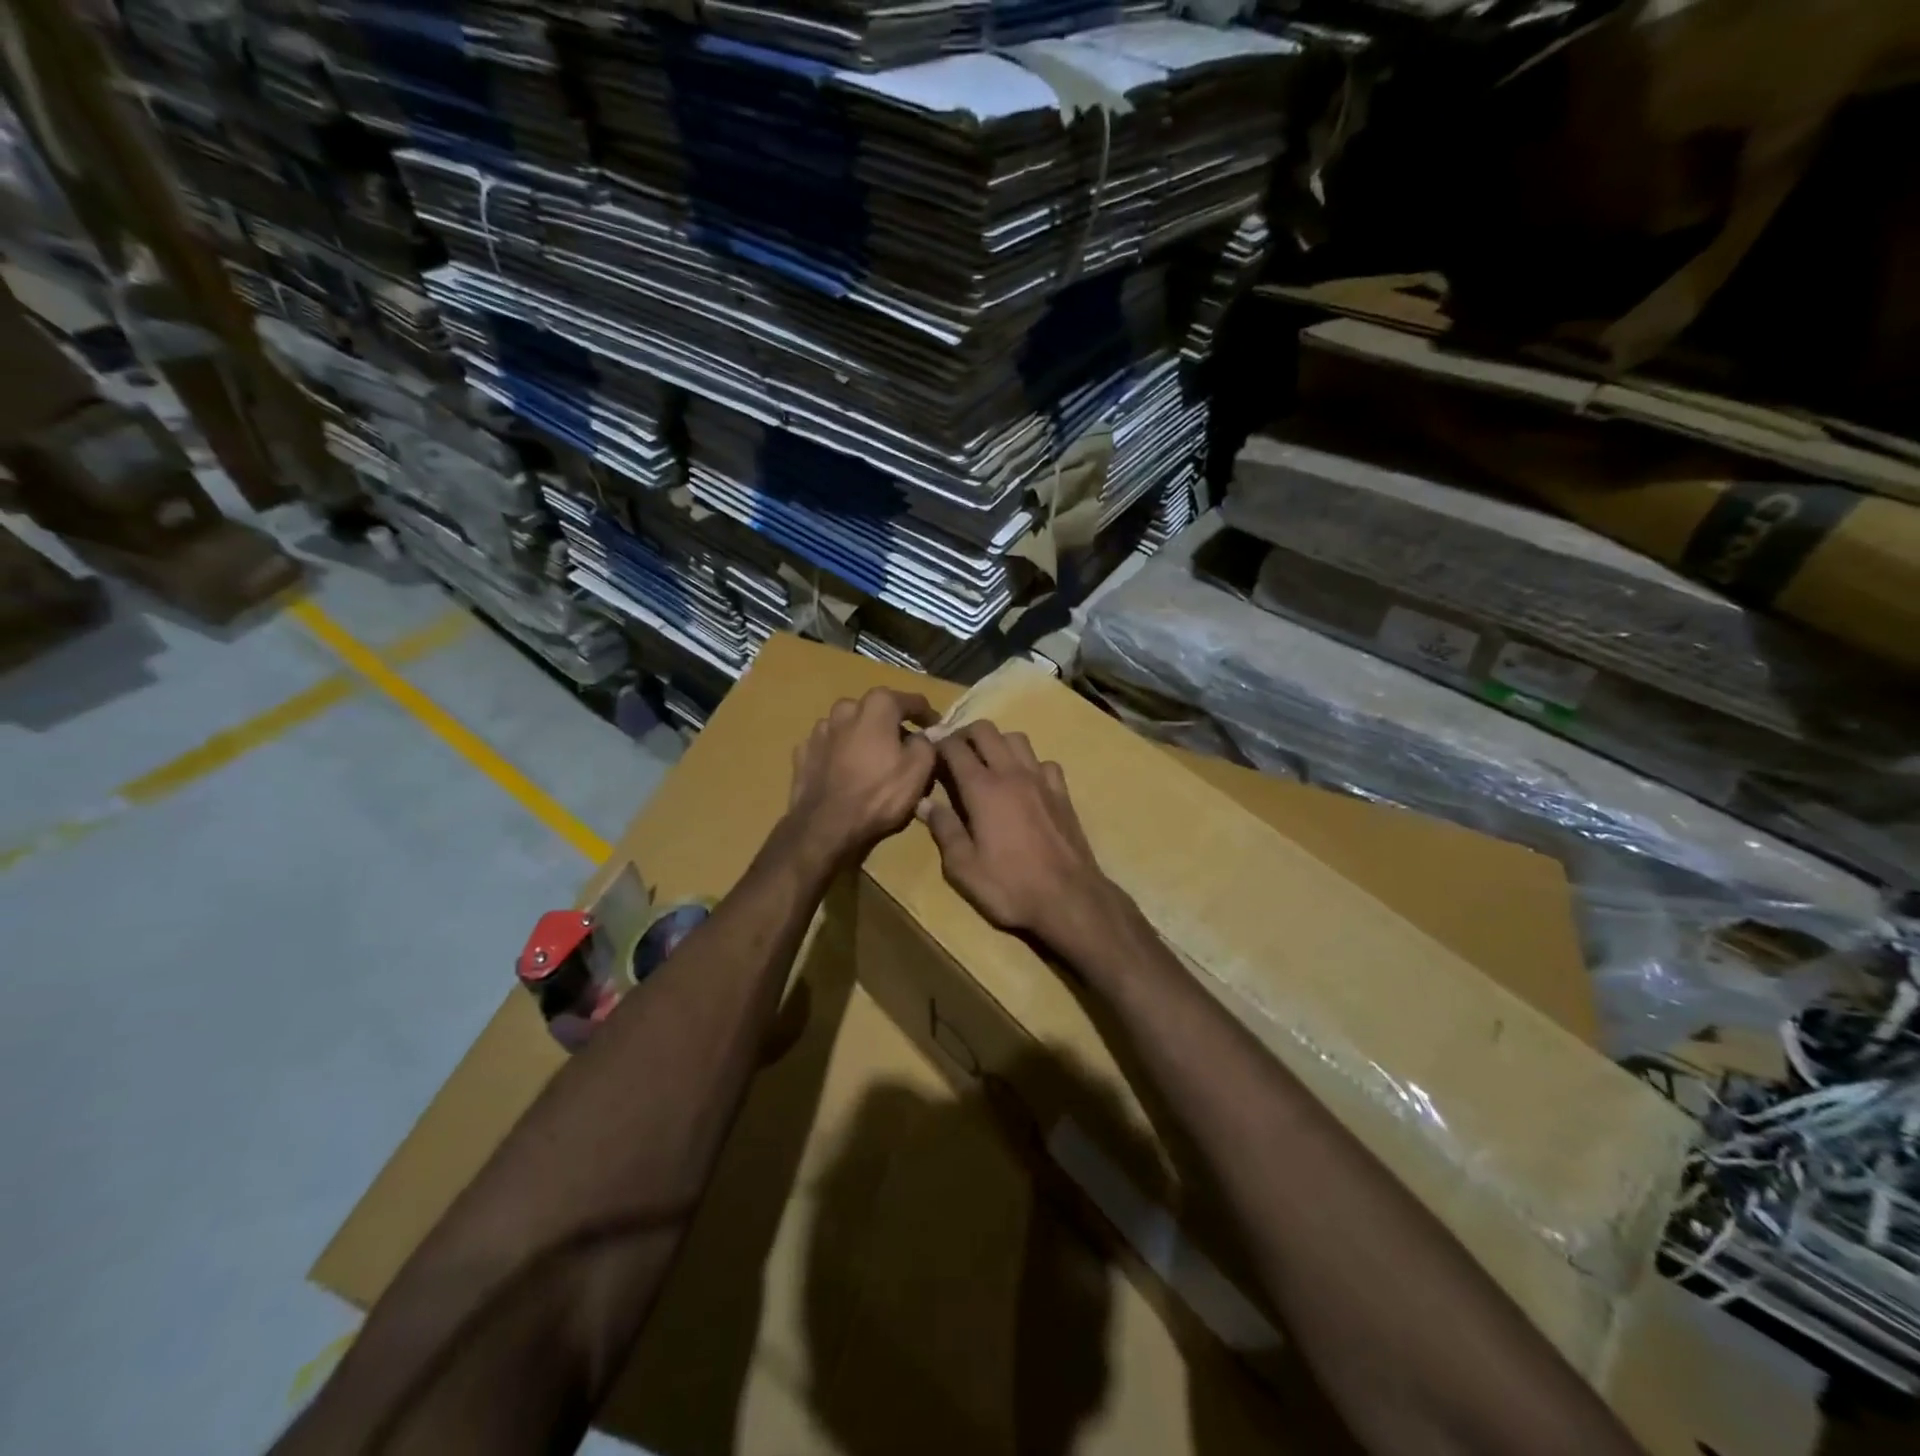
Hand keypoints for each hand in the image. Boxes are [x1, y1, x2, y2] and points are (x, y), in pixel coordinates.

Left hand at [785, 688, 938, 866]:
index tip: (937, 729)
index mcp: (877, 706)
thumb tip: (924, 735)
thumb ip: (927, 743)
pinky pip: (830, 746)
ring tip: (873, 760)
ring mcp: (820, 730)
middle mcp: (845, 709)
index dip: (928, 715)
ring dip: (863, 737)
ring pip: (849, 726)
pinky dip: (840, 753)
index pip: (912, 701)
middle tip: (904, 746)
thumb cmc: (879, 794)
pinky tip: (846, 771)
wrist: (825, 827)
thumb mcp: (919, 770)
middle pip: (876, 710)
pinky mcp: (803, 752)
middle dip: (892, 724)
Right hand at [918, 720, 1116, 953]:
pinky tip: (1024, 783)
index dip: (938, 743)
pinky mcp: (1062, 792)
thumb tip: (923, 803)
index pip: (955, 748)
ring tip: (987, 763)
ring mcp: (1041, 780)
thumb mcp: (963, 867)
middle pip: (986, 731)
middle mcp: (1012, 773)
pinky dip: (1029, 763)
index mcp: (983, 788)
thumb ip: (943, 829)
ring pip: (1017, 739)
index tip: (927, 750)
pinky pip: (1043, 762)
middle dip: (965, 734)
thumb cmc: (1010, 886)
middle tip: (954, 753)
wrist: (1069, 898)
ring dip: (997, 743)